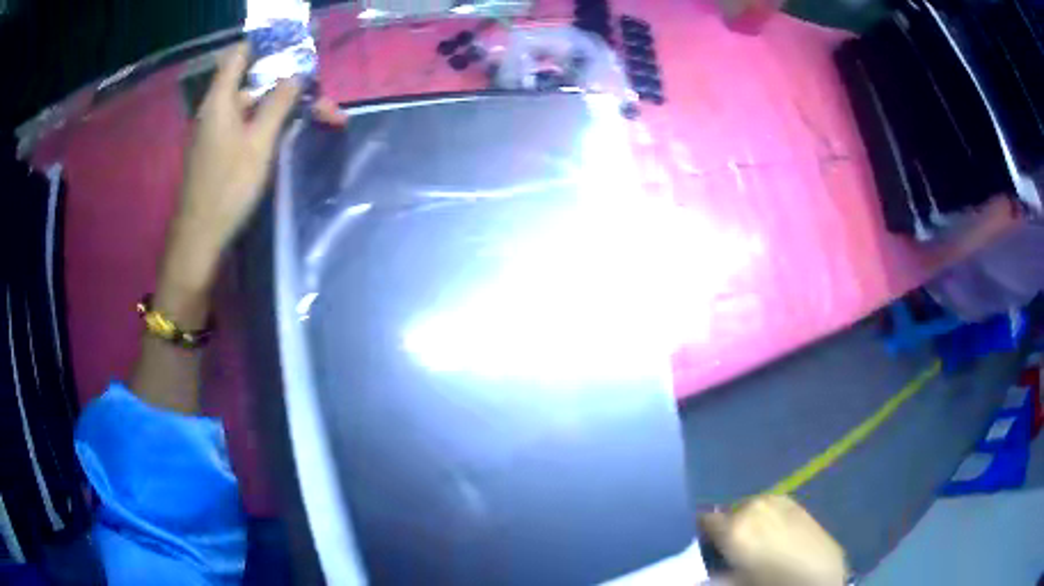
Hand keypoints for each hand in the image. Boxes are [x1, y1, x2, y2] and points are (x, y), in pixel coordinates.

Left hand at [173, 42, 301, 262]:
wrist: (199, 237)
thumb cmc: (228, 186)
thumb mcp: (259, 142)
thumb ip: (279, 103)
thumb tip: (296, 74)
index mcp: (220, 99)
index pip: (239, 55)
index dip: (265, 48)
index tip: (293, 53)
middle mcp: (214, 109)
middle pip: (251, 83)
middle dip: (285, 85)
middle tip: (317, 98)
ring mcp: (213, 131)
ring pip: (250, 106)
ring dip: (279, 107)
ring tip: (313, 118)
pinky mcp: (216, 151)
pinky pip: (243, 124)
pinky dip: (265, 123)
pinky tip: (285, 136)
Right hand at [699, 495, 847, 585]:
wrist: (819, 576)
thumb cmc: (772, 582)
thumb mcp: (736, 582)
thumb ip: (715, 571)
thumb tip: (702, 568)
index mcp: (735, 527)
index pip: (704, 520)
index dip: (701, 535)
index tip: (704, 548)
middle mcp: (753, 506)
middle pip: (728, 513)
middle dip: (727, 529)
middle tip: (732, 551)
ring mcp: (777, 500)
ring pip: (750, 508)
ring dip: (747, 522)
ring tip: (756, 543)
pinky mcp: (795, 503)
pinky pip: (770, 506)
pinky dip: (766, 518)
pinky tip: (774, 535)